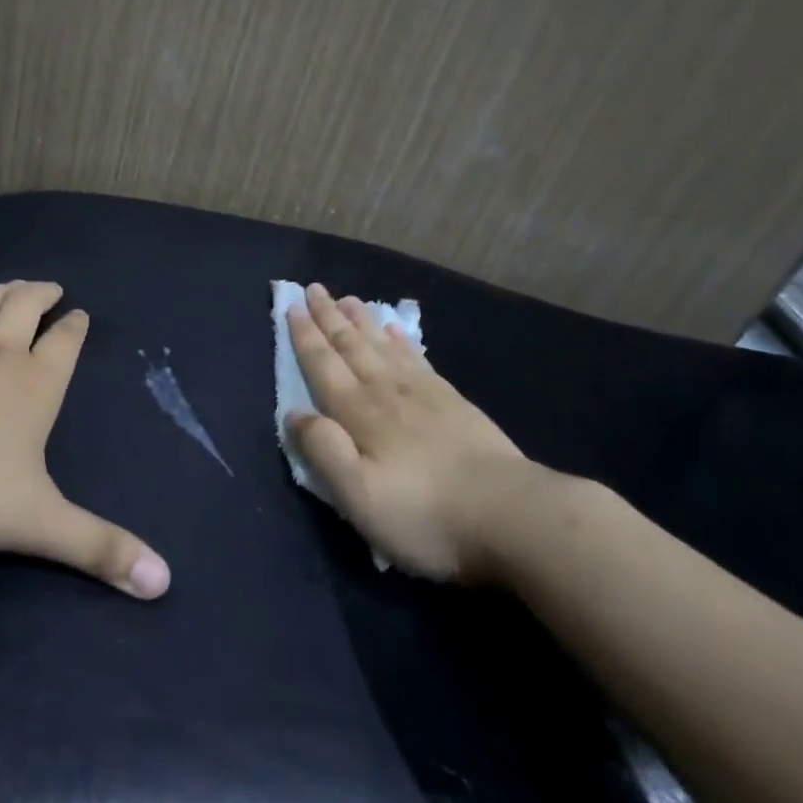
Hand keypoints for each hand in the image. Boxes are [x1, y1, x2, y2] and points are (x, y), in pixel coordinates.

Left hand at [0, 280, 170, 598]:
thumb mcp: (36, 522)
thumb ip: (98, 549)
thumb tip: (163, 581)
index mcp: (34, 383)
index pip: (64, 343)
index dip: (75, 327)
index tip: (82, 314)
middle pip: (24, 306)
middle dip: (41, 294)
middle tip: (51, 287)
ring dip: (0, 289)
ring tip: (11, 283)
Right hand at [286, 283, 556, 582]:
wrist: (510, 514)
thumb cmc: (424, 512)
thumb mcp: (358, 495)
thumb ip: (323, 450)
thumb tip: (293, 414)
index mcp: (358, 413)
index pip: (323, 365)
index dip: (305, 336)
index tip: (292, 306)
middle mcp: (386, 392)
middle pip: (351, 346)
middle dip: (329, 318)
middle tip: (314, 288)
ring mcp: (423, 393)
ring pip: (382, 346)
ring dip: (361, 321)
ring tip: (348, 299)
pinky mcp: (453, 402)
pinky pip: (416, 358)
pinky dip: (400, 341)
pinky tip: (395, 330)